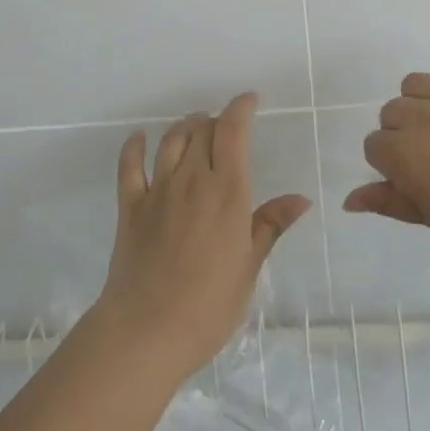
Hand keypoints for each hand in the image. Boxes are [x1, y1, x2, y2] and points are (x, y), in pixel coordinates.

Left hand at [95, 93, 311, 381]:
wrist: (147, 330)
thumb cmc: (209, 305)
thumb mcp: (249, 266)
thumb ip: (270, 225)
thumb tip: (300, 198)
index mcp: (227, 191)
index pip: (233, 132)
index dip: (240, 109)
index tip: (249, 100)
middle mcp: (192, 180)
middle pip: (202, 131)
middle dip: (216, 121)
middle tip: (226, 128)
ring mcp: (158, 191)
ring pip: (171, 140)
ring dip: (185, 126)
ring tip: (195, 126)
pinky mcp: (131, 206)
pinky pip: (130, 166)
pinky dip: (135, 146)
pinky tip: (139, 138)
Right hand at [346, 67, 429, 288]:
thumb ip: (391, 201)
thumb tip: (350, 199)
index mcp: (407, 153)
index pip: (375, 145)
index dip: (389, 166)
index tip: (412, 182)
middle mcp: (427, 115)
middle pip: (392, 112)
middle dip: (402, 134)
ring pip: (417, 84)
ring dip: (421, 105)